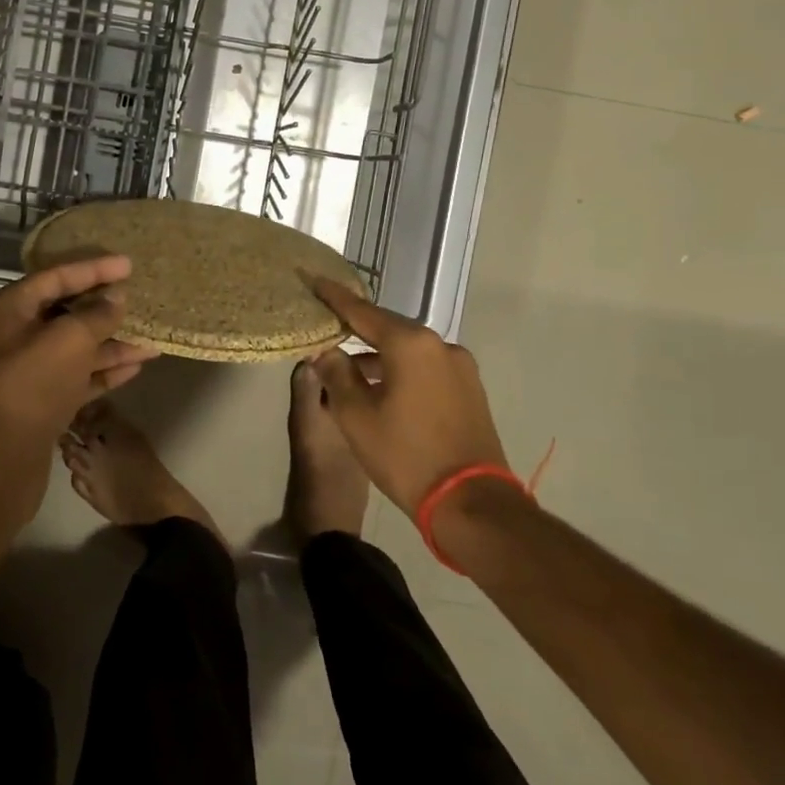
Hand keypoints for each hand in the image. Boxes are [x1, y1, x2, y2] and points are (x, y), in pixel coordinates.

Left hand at [0, 255, 157, 451]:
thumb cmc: (31, 383)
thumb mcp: (69, 339)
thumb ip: (96, 314)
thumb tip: (115, 298)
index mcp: (10, 310)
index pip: (56, 277)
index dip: (93, 269)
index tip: (128, 265)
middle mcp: (15, 337)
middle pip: (65, 313)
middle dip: (104, 309)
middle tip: (139, 300)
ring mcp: (28, 373)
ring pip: (75, 349)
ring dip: (111, 344)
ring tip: (151, 342)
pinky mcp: (41, 404)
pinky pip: (77, 378)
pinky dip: (104, 372)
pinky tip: (135, 367)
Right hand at [309, 280, 507, 513]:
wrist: (471, 504)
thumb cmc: (405, 455)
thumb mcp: (356, 415)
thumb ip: (336, 374)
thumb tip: (326, 351)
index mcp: (410, 344)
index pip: (362, 312)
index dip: (334, 298)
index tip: (314, 280)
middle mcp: (439, 345)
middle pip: (388, 328)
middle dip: (357, 330)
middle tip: (328, 328)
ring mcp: (460, 367)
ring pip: (408, 351)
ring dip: (379, 357)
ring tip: (349, 371)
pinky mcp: (470, 390)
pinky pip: (426, 368)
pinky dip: (401, 371)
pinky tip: (382, 389)